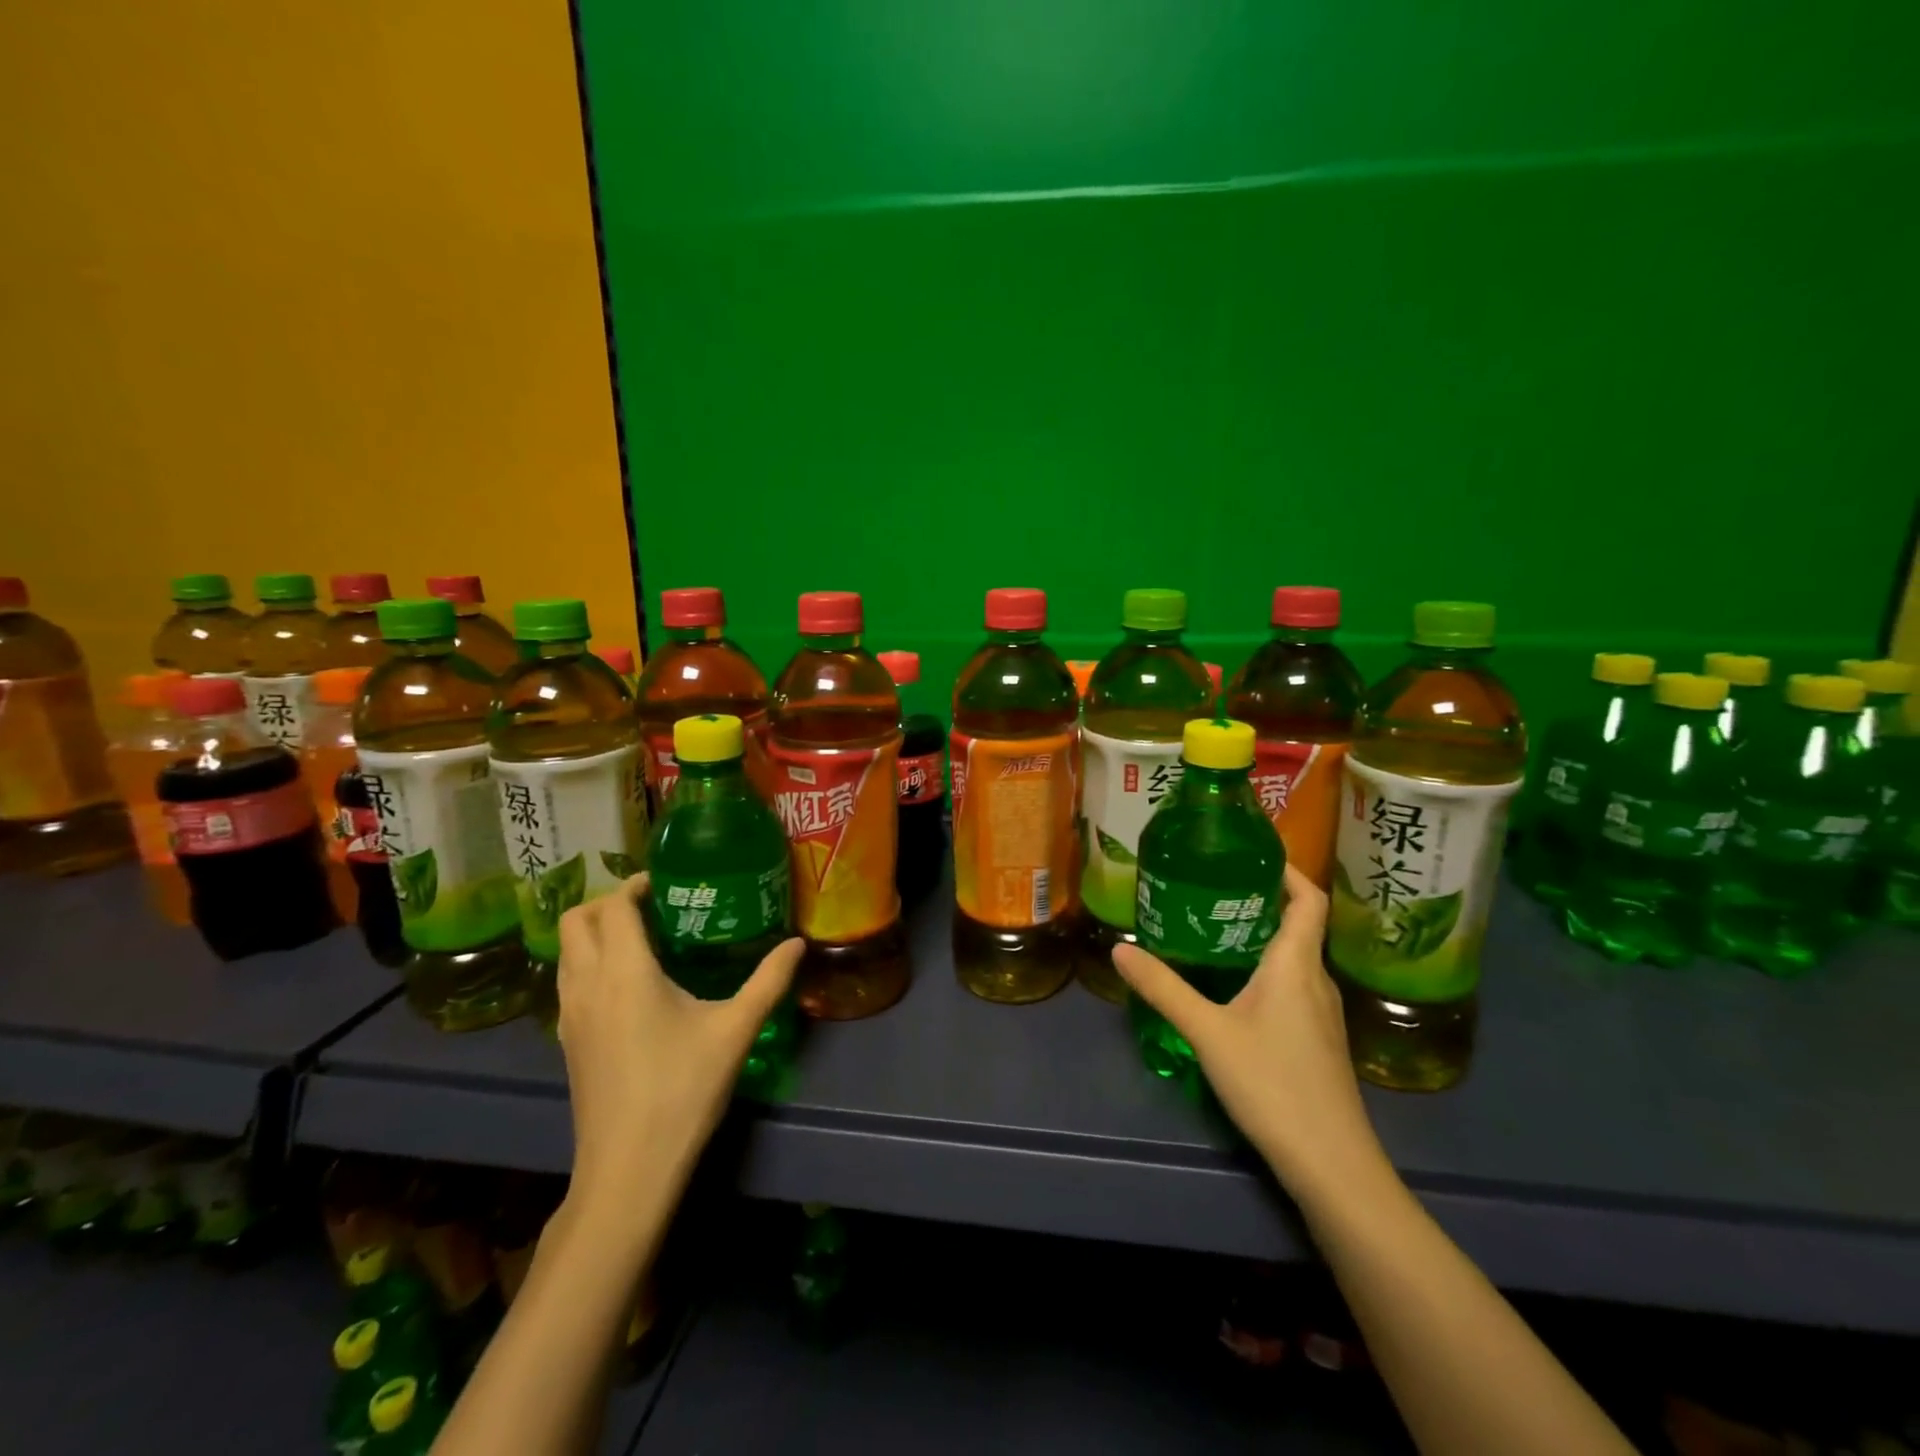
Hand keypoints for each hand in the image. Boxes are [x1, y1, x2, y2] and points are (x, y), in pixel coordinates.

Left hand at [556, 873, 803, 1210]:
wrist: (628, 1169)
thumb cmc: (682, 1089)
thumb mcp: (736, 1029)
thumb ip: (768, 980)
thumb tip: (797, 943)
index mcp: (624, 972)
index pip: (613, 906)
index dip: (635, 885)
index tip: (667, 883)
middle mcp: (587, 984)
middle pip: (575, 921)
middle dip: (608, 902)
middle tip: (653, 906)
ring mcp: (569, 1016)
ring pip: (566, 952)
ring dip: (594, 932)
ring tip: (642, 939)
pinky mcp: (567, 1041)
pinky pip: (568, 981)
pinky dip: (589, 963)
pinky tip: (629, 985)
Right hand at [1112, 865, 1384, 1195]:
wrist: (1332, 1165)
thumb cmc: (1273, 1084)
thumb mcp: (1208, 1032)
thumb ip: (1164, 988)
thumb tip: (1120, 948)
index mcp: (1296, 965)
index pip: (1309, 900)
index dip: (1289, 871)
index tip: (1253, 854)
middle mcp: (1315, 981)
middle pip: (1299, 925)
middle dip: (1262, 900)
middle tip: (1214, 887)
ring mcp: (1322, 1015)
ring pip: (1294, 959)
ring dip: (1262, 936)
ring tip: (1215, 929)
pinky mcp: (1317, 1041)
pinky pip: (1293, 986)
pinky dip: (1266, 970)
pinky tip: (1233, 987)